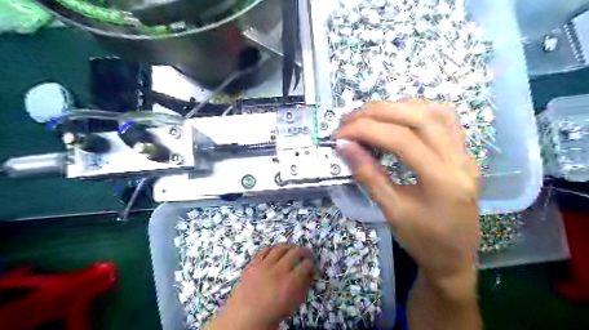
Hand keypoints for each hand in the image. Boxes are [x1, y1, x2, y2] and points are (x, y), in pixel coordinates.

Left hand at [217, 243, 314, 328]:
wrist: (244, 318)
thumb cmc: (272, 314)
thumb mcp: (293, 304)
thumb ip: (303, 288)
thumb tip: (309, 275)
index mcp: (291, 282)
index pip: (306, 265)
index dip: (311, 264)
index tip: (311, 265)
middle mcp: (279, 270)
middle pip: (295, 252)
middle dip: (303, 251)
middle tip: (306, 252)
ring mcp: (264, 265)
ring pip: (280, 248)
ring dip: (288, 247)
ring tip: (292, 248)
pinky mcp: (253, 264)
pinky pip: (264, 250)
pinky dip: (272, 249)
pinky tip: (275, 251)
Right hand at [336, 101, 478, 280]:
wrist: (455, 258)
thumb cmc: (423, 241)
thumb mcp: (392, 211)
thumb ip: (369, 176)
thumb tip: (346, 147)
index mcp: (442, 181)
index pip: (401, 139)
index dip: (367, 130)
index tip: (340, 134)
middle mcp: (459, 160)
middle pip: (418, 118)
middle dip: (378, 113)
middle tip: (349, 120)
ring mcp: (465, 154)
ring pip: (433, 112)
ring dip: (397, 108)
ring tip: (368, 116)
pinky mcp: (463, 153)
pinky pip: (444, 120)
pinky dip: (417, 111)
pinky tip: (399, 117)